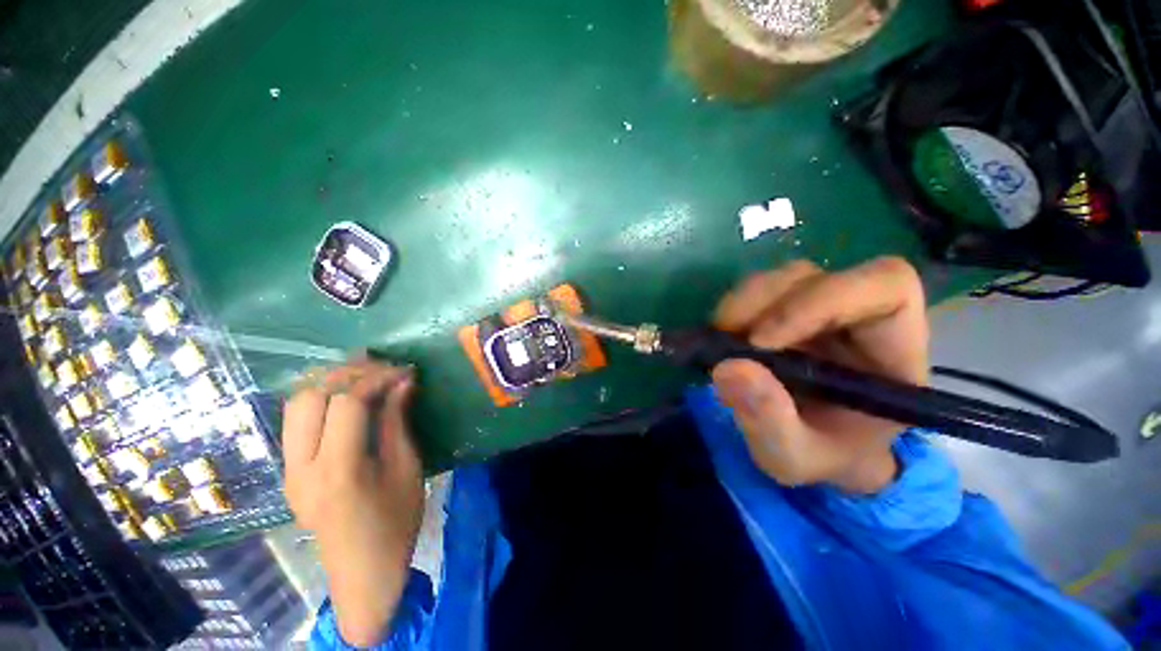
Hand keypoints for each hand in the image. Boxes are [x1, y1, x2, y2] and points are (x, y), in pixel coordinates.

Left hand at [282, 358, 422, 646]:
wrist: (363, 572)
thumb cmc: (396, 522)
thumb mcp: (407, 468)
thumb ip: (397, 421)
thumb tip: (403, 381)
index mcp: (338, 470)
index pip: (346, 403)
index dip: (376, 378)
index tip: (404, 370)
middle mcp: (302, 467)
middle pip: (309, 398)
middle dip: (347, 373)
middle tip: (381, 366)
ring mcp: (288, 471)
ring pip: (294, 406)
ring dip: (328, 382)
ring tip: (363, 374)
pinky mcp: (289, 473)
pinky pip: (296, 422)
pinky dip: (319, 399)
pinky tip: (345, 397)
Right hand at [711, 257, 928, 493]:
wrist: (818, 447)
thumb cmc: (824, 455)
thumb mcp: (796, 459)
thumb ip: (770, 422)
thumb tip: (727, 368)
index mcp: (892, 351)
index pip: (885, 287)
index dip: (820, 301)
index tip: (762, 342)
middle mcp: (857, 317)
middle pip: (816, 276)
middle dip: (763, 303)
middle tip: (725, 339)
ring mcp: (818, 309)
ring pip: (782, 278)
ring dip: (742, 304)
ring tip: (720, 340)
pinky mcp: (785, 310)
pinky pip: (757, 290)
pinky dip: (732, 309)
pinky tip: (721, 337)